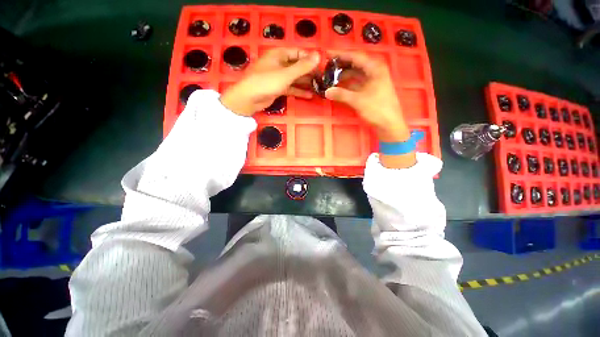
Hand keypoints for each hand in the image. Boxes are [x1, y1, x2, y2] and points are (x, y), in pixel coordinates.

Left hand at [220, 48, 319, 115]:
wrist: (249, 99)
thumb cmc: (266, 82)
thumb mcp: (286, 74)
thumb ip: (302, 66)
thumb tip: (318, 55)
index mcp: (279, 54)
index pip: (299, 53)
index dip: (310, 59)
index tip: (322, 66)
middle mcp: (279, 64)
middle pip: (297, 66)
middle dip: (309, 73)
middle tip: (322, 80)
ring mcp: (278, 77)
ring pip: (295, 78)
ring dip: (305, 83)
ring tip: (318, 88)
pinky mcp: (277, 88)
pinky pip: (291, 88)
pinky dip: (299, 91)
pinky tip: (309, 96)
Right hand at [324, 51, 408, 141]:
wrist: (389, 124)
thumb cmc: (377, 109)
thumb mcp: (358, 100)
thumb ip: (341, 94)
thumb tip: (326, 92)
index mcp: (375, 68)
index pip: (355, 56)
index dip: (341, 54)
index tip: (327, 54)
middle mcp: (374, 71)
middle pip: (355, 64)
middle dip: (341, 65)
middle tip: (327, 67)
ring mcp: (373, 80)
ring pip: (356, 74)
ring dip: (344, 75)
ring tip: (331, 77)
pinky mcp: (371, 89)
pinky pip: (357, 83)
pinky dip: (348, 84)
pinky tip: (339, 87)